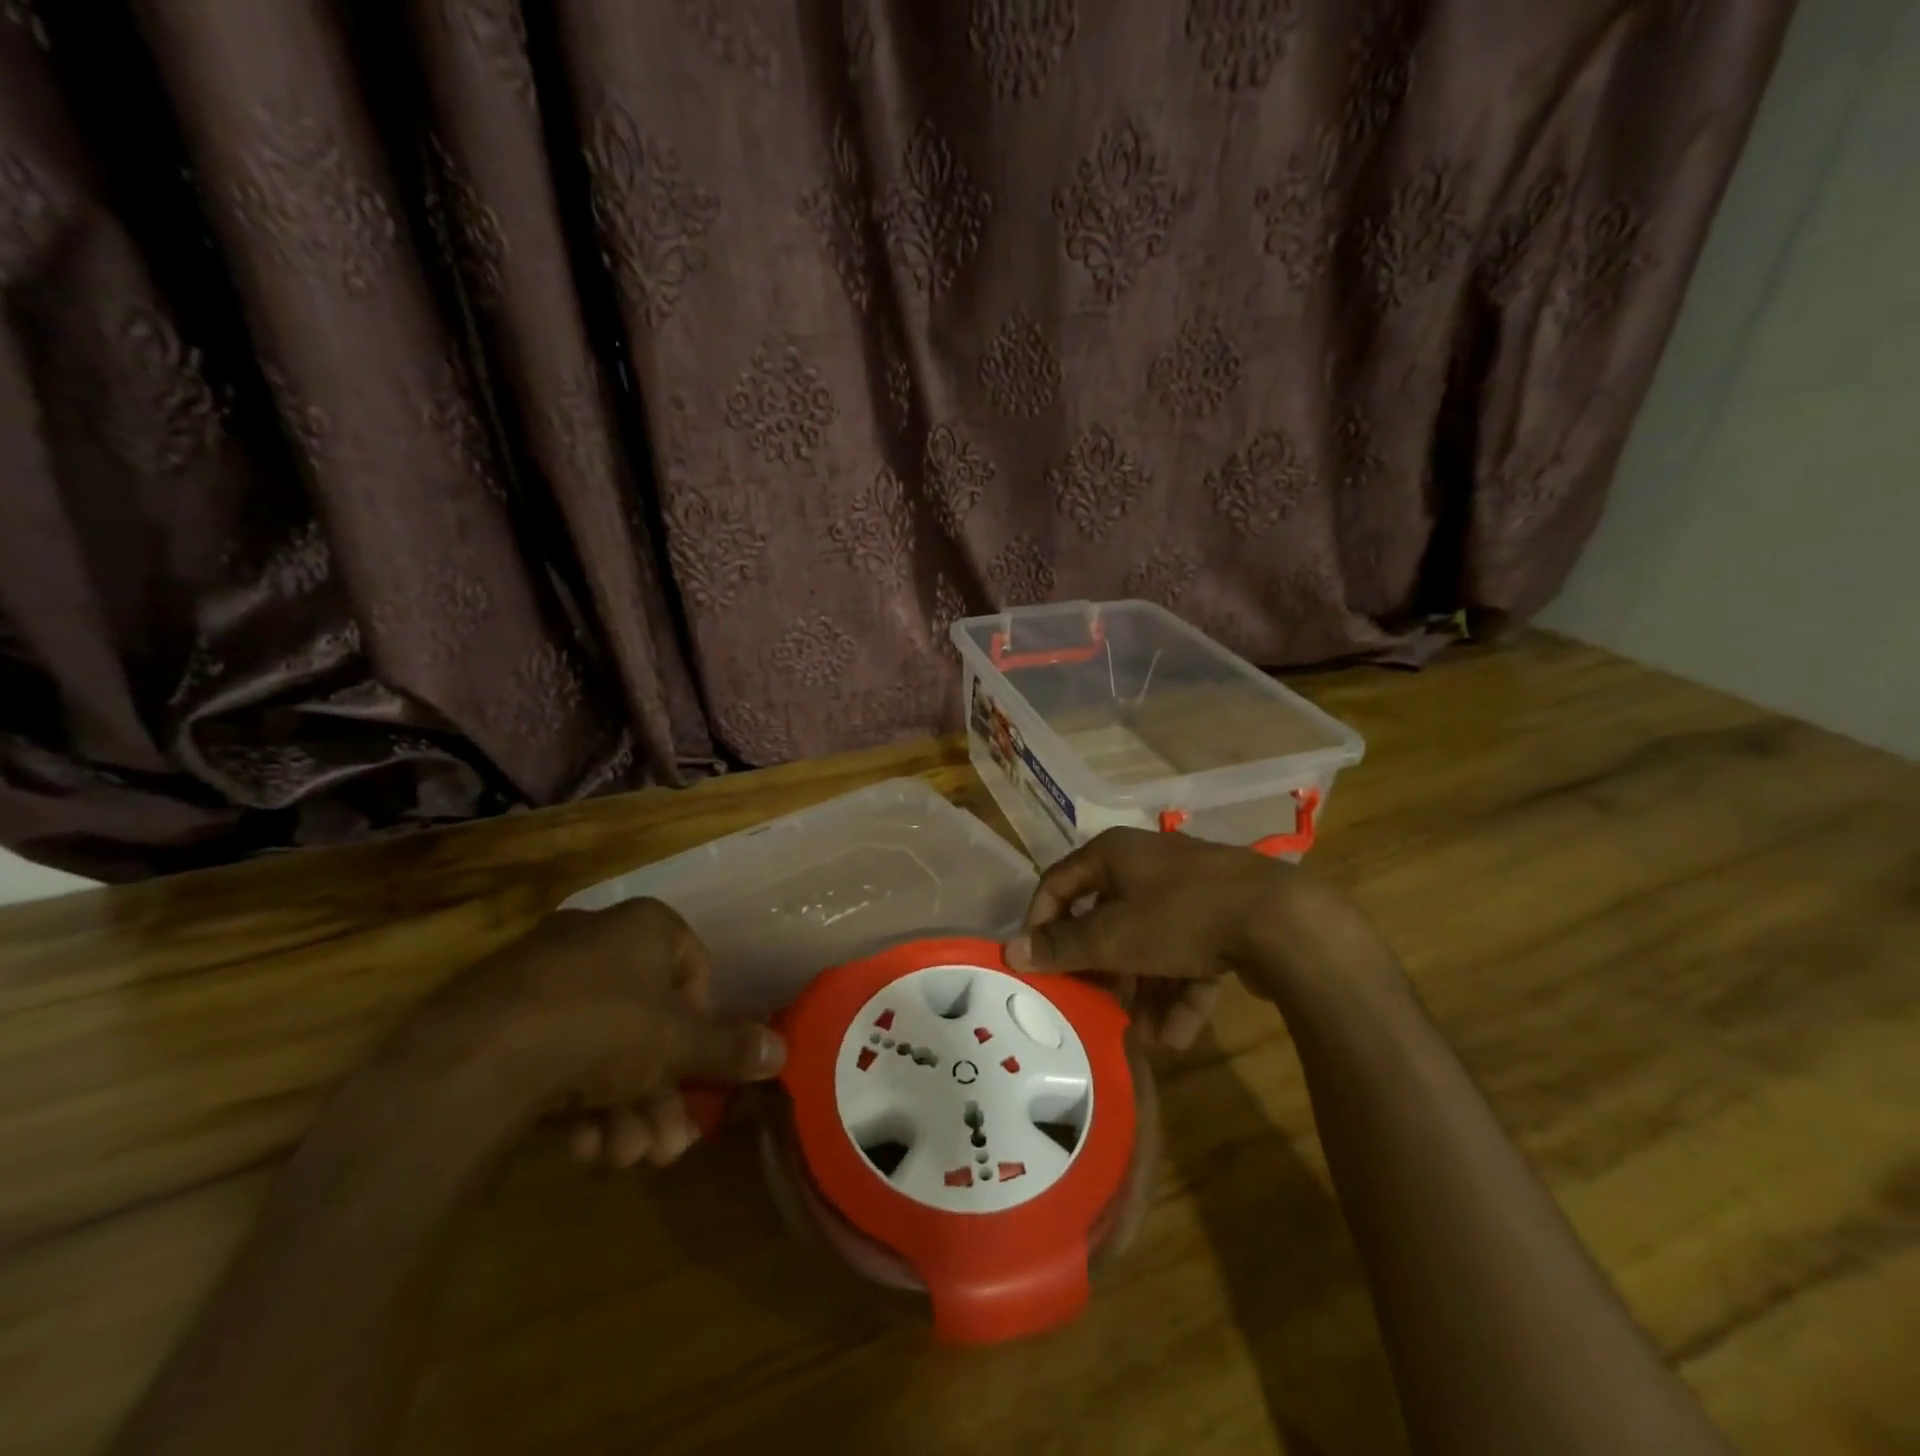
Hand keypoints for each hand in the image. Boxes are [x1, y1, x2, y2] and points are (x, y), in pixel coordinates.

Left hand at [413, 898, 783, 1170]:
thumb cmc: (602, 1029)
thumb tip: (785, 1051)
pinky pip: (557, 1055)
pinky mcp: (496, 1020)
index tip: (697, 1071)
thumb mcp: (679, 1044)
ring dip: (624, 1109)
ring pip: (602, 1047)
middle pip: (648, 1021)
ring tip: (622, 1158)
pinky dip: (576, 1102)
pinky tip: (580, 1149)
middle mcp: (594, 941)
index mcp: (643, 926)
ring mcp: (540, 978)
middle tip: (668, 1145)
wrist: (471, 1062)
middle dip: (662, 1090)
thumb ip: (731, 1048)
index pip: (694, 968)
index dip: (703, 1024)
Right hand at [1002, 829, 1382, 1042]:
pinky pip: (1188, 956)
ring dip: (1143, 992)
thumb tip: (1011, 951)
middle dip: (1102, 971)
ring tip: (1144, 1036)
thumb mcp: (1112, 936)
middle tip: (1093, 1005)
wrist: (1282, 920)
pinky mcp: (1224, 920)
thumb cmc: (1179, 916)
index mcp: (1114, 854)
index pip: (1058, 883)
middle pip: (1107, 919)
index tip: (1037, 964)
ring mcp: (1190, 891)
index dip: (1041, 923)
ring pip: (1150, 945)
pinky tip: (1177, 1037)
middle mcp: (1148, 866)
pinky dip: (1179, 992)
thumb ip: (1062, 947)